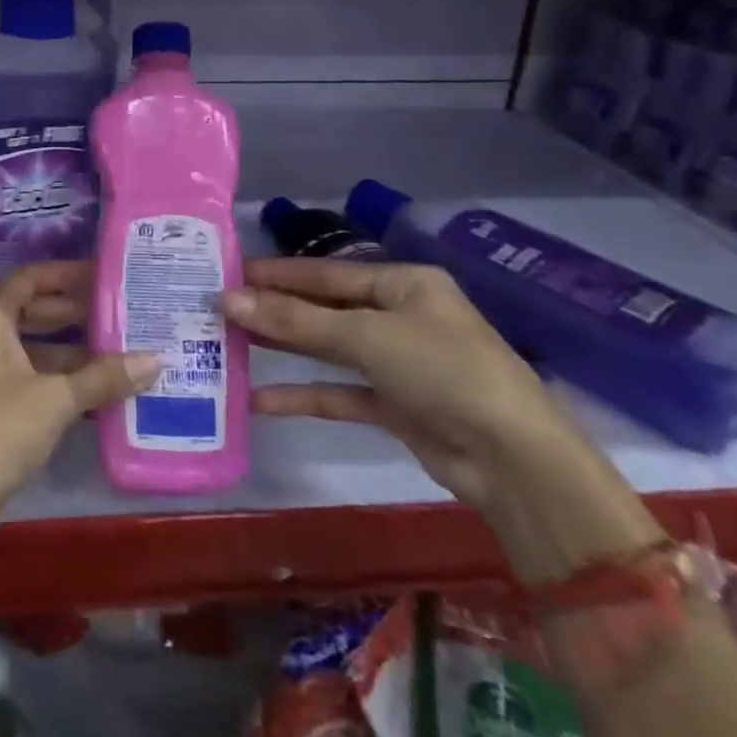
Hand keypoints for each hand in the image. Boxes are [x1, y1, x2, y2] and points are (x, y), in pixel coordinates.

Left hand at [0, 262, 159, 549]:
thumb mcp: (55, 398)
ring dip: (76, 353)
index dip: (66, 274)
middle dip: (77, 313)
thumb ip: (104, 377)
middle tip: (124, 312)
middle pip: (34, 313)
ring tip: (126, 351)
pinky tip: (105, 392)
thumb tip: (156, 360)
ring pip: (37, 351)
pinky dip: (65, 383)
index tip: (105, 274)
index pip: (30, 279)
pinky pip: (35, 381)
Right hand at [218, 258, 582, 511]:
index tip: (230, 272)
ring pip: (328, 349)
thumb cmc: (444, 370)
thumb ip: (295, 321)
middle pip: (325, 309)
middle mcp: (400, 317)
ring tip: (229, 343)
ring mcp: (398, 363)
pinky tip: (259, 401)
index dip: (278, 273)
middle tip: (220, 308)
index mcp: (404, 284)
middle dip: (275, 310)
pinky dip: (304, 396)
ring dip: (284, 349)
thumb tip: (228, 300)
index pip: (327, 273)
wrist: (517, 464)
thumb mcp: (366, 337)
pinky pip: (340, 393)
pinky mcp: (396, 407)